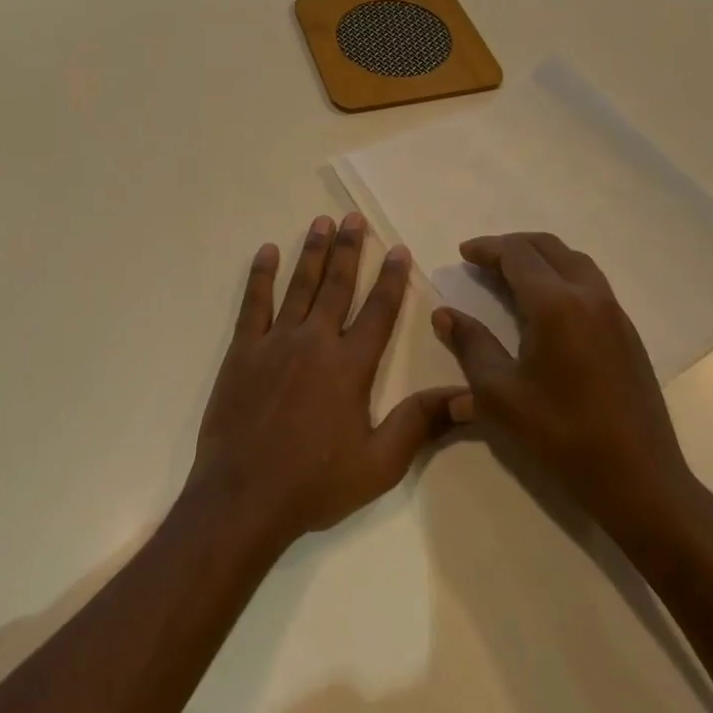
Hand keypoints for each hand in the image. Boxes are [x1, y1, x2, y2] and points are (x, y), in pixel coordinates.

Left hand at [186, 213, 469, 554]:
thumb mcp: (379, 464)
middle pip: (337, 285)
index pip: (378, 312)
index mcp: (349, 366)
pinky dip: (260, 275)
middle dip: (348, 249)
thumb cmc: (315, 483)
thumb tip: (468, 395)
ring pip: (299, 285)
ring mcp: (275, 341)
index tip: (398, 249)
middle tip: (354, 217)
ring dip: (312, 251)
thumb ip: (419, 423)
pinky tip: (267, 250)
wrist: (244, 495)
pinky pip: (254, 302)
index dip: (391, 279)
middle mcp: (315, 341)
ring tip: (321, 221)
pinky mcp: (243, 349)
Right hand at [432, 232, 706, 556]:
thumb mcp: (500, 393)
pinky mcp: (628, 333)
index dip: (487, 248)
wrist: (641, 482)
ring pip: (573, 261)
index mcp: (555, 304)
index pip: (516, 254)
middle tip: (483, 260)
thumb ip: (471, 345)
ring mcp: (614, 313)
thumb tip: (445, 315)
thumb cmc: (562, 435)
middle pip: (547, 247)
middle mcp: (588, 296)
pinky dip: (561, 274)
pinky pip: (590, 282)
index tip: (463, 254)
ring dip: (539, 257)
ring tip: (512, 275)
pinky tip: (546, 305)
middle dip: (512, 246)